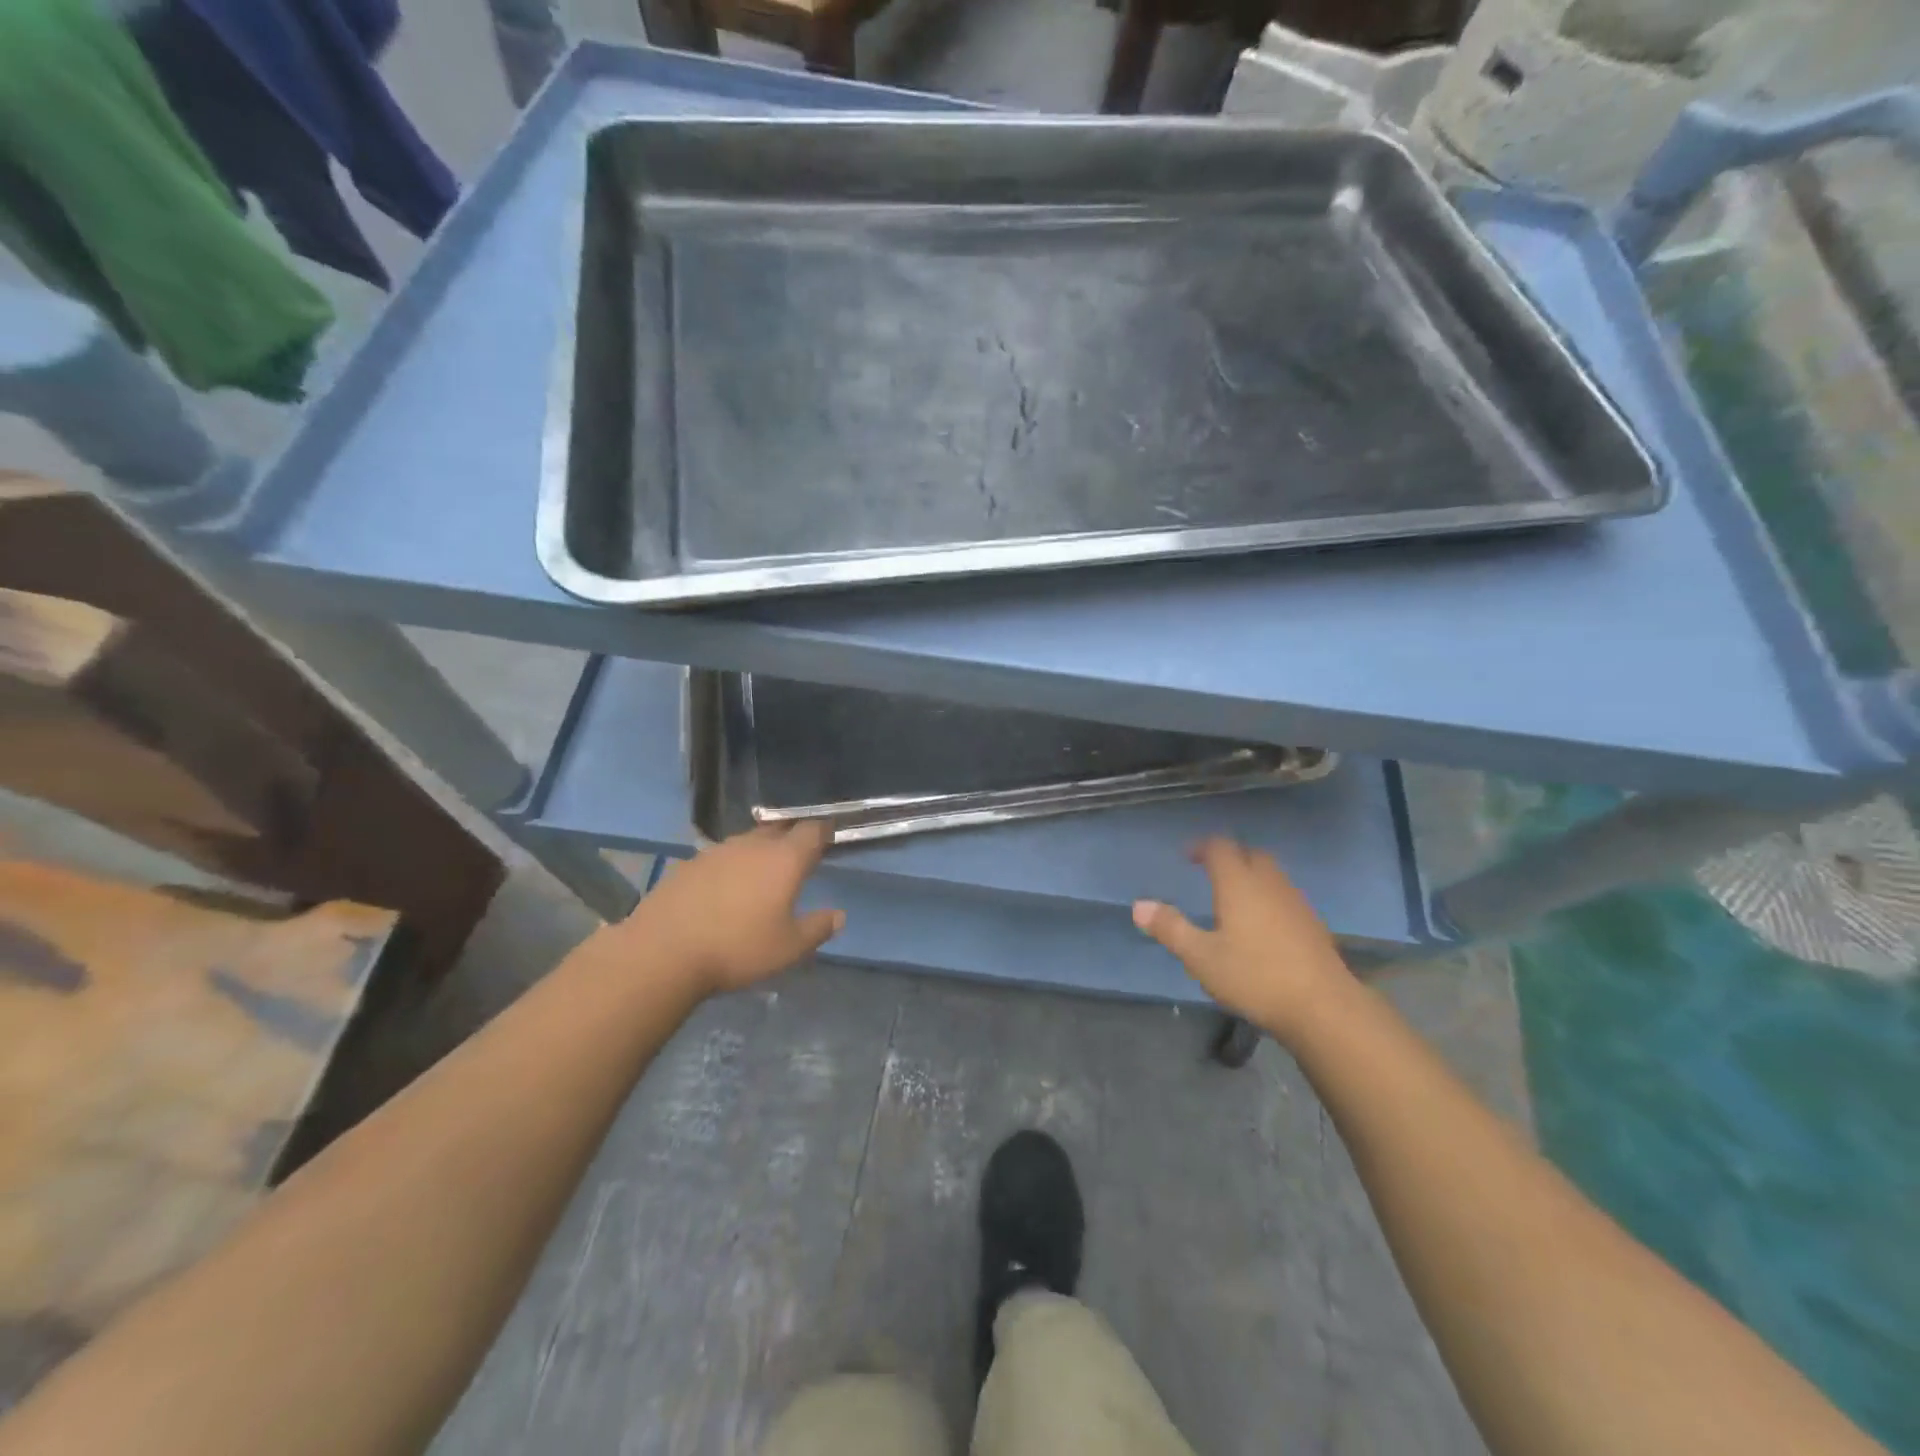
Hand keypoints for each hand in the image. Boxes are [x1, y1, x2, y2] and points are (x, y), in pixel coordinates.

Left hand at [623, 823, 843, 996]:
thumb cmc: (737, 949)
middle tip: (797, 857)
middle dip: (791, 838)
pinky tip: (723, 890)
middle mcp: (752, 845)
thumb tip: (838, 916)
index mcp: (784, 859)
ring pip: (747, 842)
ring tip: (760, 875)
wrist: (663, 952)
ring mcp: (716, 851)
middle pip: (778, 830)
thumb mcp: (788, 949)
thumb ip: (817, 928)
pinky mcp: (688, 864)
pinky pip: (719, 858)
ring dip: (758, 852)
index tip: (829, 837)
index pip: (812, 831)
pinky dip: (729, 867)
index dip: (823, 831)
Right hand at [1132, 838, 1356, 1041]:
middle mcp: (1269, 883)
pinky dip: (1268, 897)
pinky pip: (1285, 895)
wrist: (1323, 1006)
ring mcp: (1296, 902)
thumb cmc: (1255, 976)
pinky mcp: (1313, 924)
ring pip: (1271, 874)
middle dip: (1229, 857)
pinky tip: (1262, 924)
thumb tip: (1139, 905)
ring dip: (1251, 875)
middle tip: (1209, 872)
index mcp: (1239, 883)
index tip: (1187, 856)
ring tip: (1234, 897)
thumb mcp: (1201, 957)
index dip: (1202, 847)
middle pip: (1250, 854)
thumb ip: (1170, 928)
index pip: (1220, 848)